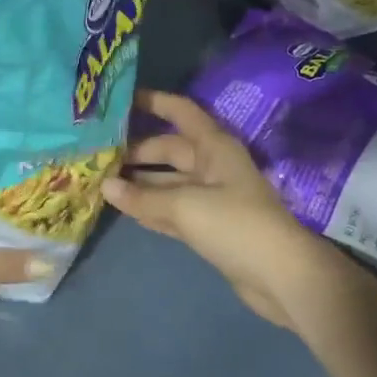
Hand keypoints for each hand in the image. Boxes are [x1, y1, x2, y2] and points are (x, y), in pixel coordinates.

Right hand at [104, 90, 351, 335]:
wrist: (280, 275)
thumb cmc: (235, 225)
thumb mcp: (185, 206)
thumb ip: (143, 196)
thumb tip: (104, 185)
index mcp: (214, 147)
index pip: (181, 112)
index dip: (154, 101)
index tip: (120, 100)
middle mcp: (212, 166)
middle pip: (169, 149)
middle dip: (136, 150)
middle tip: (97, 153)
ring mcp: (211, 197)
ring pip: (167, 181)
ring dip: (139, 181)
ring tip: (101, 179)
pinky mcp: (208, 226)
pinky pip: (171, 209)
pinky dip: (150, 207)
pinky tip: (123, 207)